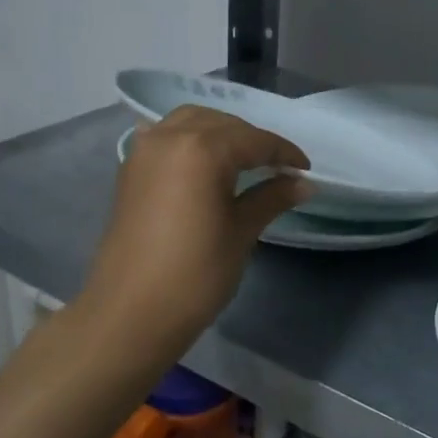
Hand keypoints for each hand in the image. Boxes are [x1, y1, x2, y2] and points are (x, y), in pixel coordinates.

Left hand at [78, 106, 308, 357]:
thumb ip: (272, 198)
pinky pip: (166, 137)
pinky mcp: (130, 170)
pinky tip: (204, 163)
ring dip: (221, 134)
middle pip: (223, 125)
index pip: (255, 141)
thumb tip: (303, 184)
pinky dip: (190, 141)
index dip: (285, 155)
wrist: (131, 313)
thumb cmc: (196, 274)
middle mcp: (170, 137)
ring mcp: (145, 151)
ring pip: (191, 123)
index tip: (306, 172)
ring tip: (243, 162)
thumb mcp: (241, 232)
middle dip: (253, 141)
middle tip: (278, 170)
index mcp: (202, 149)